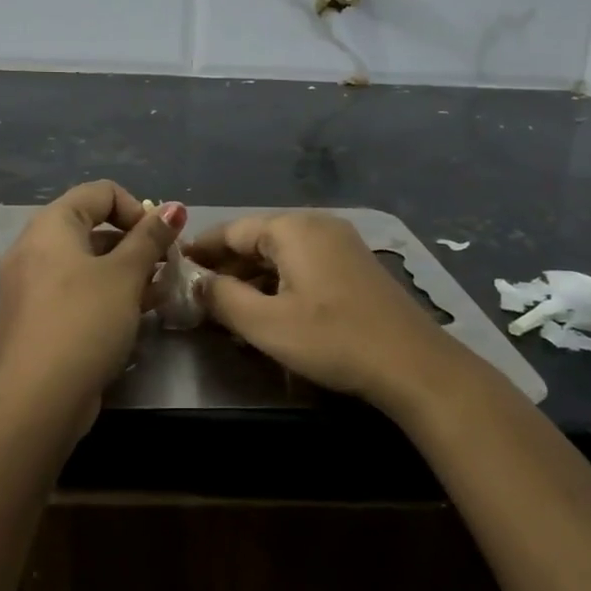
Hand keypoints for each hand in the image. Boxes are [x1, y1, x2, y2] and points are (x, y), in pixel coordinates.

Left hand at [0, 181, 186, 424]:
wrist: (39, 398)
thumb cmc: (85, 321)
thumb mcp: (126, 275)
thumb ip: (150, 237)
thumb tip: (173, 207)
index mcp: (50, 225)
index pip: (101, 192)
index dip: (137, 209)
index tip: (160, 240)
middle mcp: (33, 246)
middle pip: (93, 226)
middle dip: (135, 242)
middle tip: (165, 267)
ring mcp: (30, 283)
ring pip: (86, 261)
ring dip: (124, 269)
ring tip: (158, 292)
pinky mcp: (35, 315)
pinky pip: (74, 288)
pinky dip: (104, 292)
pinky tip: (134, 312)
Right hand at [185, 210, 464, 413]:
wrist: (414, 366)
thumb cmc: (334, 340)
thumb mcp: (266, 325)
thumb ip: (223, 299)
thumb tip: (197, 283)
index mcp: (292, 228)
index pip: (231, 230)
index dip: (201, 249)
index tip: (175, 266)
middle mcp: (315, 224)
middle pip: (256, 239)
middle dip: (226, 266)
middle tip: (198, 294)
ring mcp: (339, 242)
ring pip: (280, 253)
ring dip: (252, 278)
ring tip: (227, 308)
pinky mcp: (353, 265)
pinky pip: (302, 264)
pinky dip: (279, 283)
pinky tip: (267, 311)